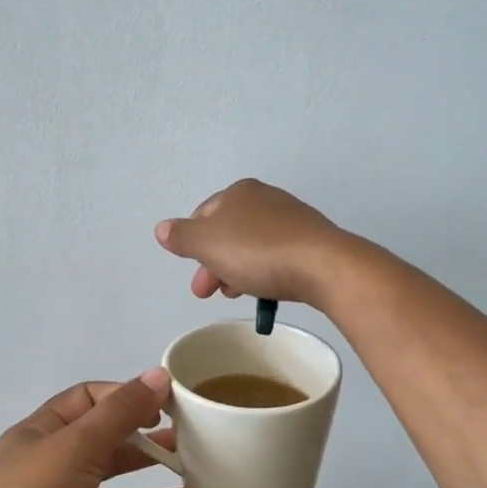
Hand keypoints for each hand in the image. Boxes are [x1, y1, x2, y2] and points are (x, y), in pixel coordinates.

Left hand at [0, 370, 203, 487]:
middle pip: (106, 450)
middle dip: (149, 449)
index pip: (87, 401)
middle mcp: (47, 470)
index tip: (167, 404)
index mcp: (39, 435)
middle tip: (195, 448)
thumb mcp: (76, 449)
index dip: (126, 398)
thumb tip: (159, 374)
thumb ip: (121, 413)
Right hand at [154, 178, 352, 308]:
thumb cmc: (258, 251)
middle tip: (207, 293)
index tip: (193, 274)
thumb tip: (162, 228)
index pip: (204, 215)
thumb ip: (182, 236)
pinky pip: (277, 255)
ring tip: (235, 295)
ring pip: (251, 245)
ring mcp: (292, 219)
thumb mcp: (208, 243)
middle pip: (228, 232)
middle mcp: (266, 198)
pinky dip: (264, 271)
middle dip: (214, 263)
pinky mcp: (312, 241)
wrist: (324, 266)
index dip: (192, 244)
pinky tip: (265, 290)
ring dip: (236, 269)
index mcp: (239, 192)